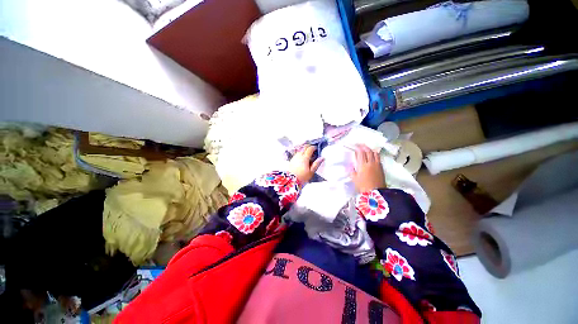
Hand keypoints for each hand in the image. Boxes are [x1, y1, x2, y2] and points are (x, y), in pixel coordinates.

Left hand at [288, 145, 323, 184]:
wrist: (290, 180)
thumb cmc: (302, 176)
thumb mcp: (311, 171)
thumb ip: (316, 164)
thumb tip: (322, 158)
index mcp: (305, 157)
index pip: (310, 149)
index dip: (314, 147)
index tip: (316, 149)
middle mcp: (299, 155)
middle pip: (304, 147)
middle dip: (309, 146)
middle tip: (312, 149)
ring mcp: (295, 157)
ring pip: (300, 149)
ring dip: (304, 148)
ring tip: (308, 152)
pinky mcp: (291, 159)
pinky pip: (297, 153)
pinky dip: (300, 152)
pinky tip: (302, 156)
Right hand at [351, 144, 385, 192]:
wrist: (375, 192)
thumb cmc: (363, 186)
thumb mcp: (354, 179)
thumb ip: (352, 171)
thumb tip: (351, 166)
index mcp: (362, 165)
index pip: (361, 153)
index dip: (358, 148)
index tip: (356, 146)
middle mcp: (370, 163)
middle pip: (368, 152)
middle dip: (365, 147)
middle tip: (361, 145)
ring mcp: (377, 165)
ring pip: (375, 154)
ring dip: (371, 150)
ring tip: (368, 149)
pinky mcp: (381, 168)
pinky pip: (378, 158)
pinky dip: (375, 155)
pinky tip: (373, 156)